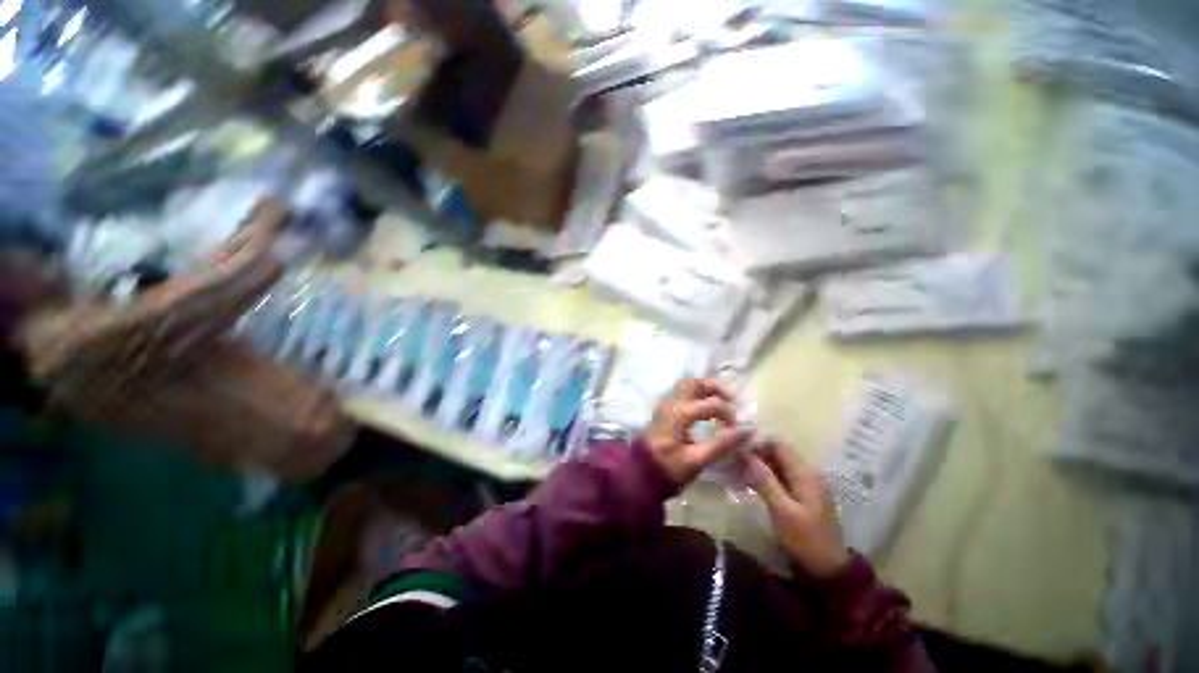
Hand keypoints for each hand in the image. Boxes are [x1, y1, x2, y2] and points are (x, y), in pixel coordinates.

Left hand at [644, 378, 747, 485]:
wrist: (640, 473)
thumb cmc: (668, 469)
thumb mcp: (696, 461)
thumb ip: (721, 445)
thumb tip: (745, 431)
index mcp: (679, 413)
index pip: (711, 404)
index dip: (729, 415)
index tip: (736, 431)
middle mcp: (671, 403)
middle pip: (694, 383)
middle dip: (715, 388)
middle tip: (731, 402)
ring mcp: (666, 405)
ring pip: (687, 386)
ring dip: (706, 390)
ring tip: (721, 404)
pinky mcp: (665, 411)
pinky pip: (683, 395)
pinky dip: (698, 396)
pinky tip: (707, 411)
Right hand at [747, 440, 850, 577]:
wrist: (829, 568)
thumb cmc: (805, 539)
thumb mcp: (782, 511)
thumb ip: (765, 480)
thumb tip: (746, 453)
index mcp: (806, 473)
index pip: (779, 443)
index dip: (757, 440)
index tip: (736, 444)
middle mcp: (807, 472)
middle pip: (778, 450)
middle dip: (756, 450)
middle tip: (732, 455)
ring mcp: (806, 482)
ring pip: (778, 461)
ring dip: (759, 461)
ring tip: (736, 464)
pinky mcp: (802, 491)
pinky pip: (781, 473)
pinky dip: (765, 472)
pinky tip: (749, 477)